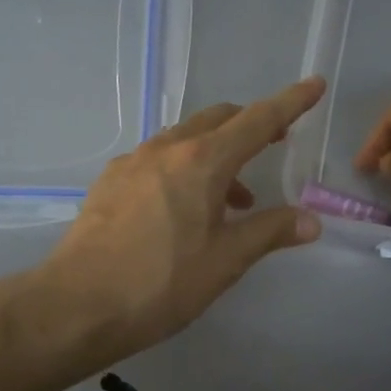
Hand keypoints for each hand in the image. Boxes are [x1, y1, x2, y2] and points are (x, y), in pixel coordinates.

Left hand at [37, 77, 326, 368]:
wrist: (77, 306)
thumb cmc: (162, 283)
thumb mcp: (226, 260)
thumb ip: (270, 232)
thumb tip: (311, 221)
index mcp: (202, 161)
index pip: (258, 121)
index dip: (291, 103)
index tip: (313, 84)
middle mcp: (166, 149)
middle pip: (218, 119)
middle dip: (250, 125)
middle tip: (273, 145)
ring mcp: (132, 162)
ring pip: (185, 139)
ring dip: (216, 153)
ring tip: (233, 198)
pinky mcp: (109, 181)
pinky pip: (157, 159)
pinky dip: (183, 168)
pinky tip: (182, 208)